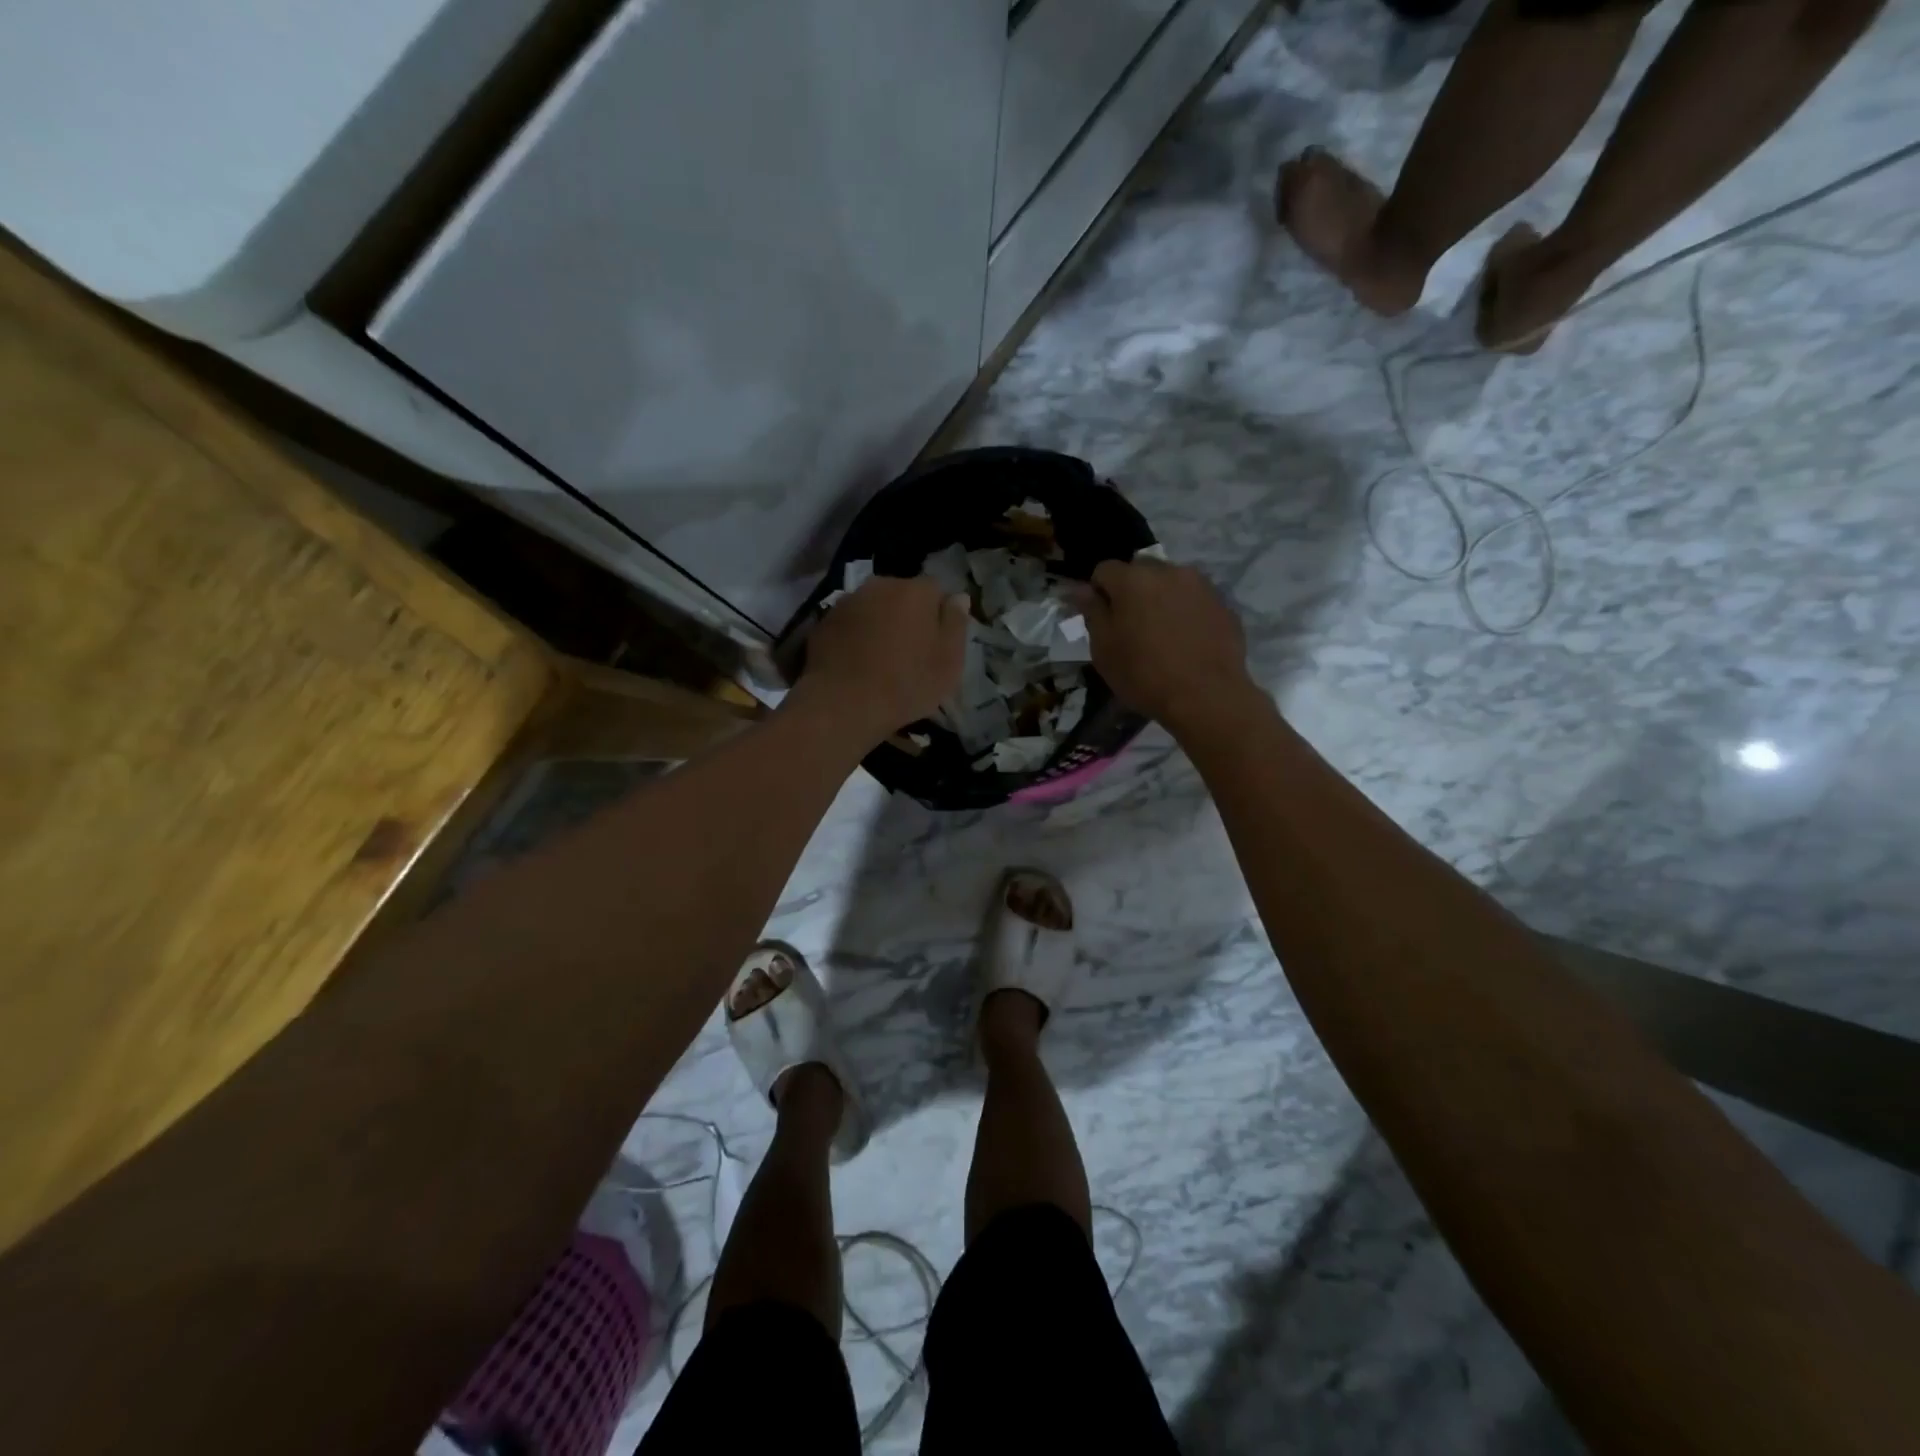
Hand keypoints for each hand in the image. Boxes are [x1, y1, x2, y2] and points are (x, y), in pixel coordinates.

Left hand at [797, 574, 969, 741]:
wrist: (842, 704)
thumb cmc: (906, 684)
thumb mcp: (949, 662)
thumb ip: (956, 624)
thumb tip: (959, 597)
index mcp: (916, 591)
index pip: (936, 590)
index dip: (939, 615)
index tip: (937, 642)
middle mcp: (881, 585)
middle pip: (902, 594)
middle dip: (908, 615)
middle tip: (910, 652)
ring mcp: (848, 601)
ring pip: (874, 607)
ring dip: (880, 624)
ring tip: (881, 659)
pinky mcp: (823, 621)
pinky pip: (850, 623)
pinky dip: (856, 635)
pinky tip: (856, 663)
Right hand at [1078, 557, 1255, 734]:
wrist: (1206, 697)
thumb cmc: (1144, 675)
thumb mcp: (1104, 650)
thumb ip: (1092, 612)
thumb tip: (1081, 590)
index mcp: (1133, 579)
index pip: (1104, 569)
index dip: (1097, 592)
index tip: (1100, 619)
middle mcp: (1168, 571)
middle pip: (1140, 570)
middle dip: (1131, 590)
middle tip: (1130, 626)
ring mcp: (1200, 585)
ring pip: (1170, 582)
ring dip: (1160, 598)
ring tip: (1161, 633)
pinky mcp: (1223, 604)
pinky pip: (1194, 599)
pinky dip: (1185, 611)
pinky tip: (1186, 641)